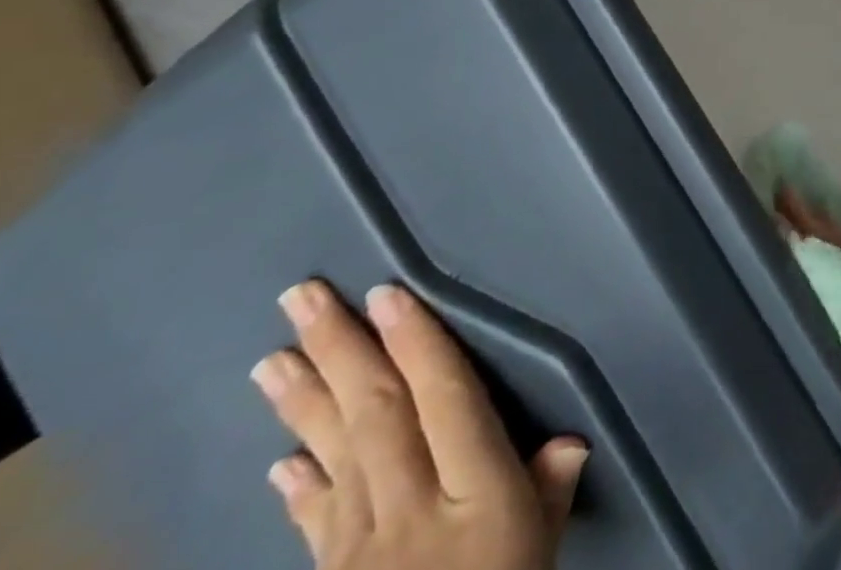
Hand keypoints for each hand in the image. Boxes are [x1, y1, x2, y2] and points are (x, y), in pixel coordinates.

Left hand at [252, 280, 586, 569]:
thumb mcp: (542, 548)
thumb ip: (551, 488)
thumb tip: (568, 438)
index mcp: (474, 492)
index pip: (444, 399)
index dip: (418, 344)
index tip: (389, 295)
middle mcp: (411, 509)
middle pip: (376, 415)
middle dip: (341, 351)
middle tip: (303, 299)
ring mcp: (360, 548)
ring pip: (334, 456)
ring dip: (303, 403)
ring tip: (272, 359)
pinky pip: (313, 523)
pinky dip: (298, 487)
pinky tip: (279, 459)